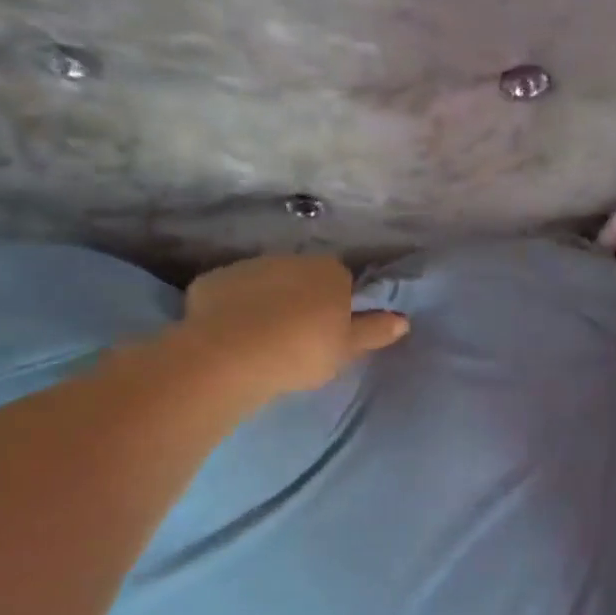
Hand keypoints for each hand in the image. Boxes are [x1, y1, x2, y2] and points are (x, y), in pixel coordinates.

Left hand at [180, 254, 408, 401]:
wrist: (232, 355)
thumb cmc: (302, 351)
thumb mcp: (347, 348)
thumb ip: (374, 331)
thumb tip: (403, 320)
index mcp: (329, 272)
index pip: (341, 281)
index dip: (336, 305)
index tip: (330, 331)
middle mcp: (290, 259)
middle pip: (301, 278)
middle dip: (300, 300)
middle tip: (297, 338)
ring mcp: (248, 267)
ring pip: (264, 284)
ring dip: (266, 302)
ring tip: (262, 340)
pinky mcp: (212, 281)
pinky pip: (230, 295)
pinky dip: (232, 309)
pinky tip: (231, 336)